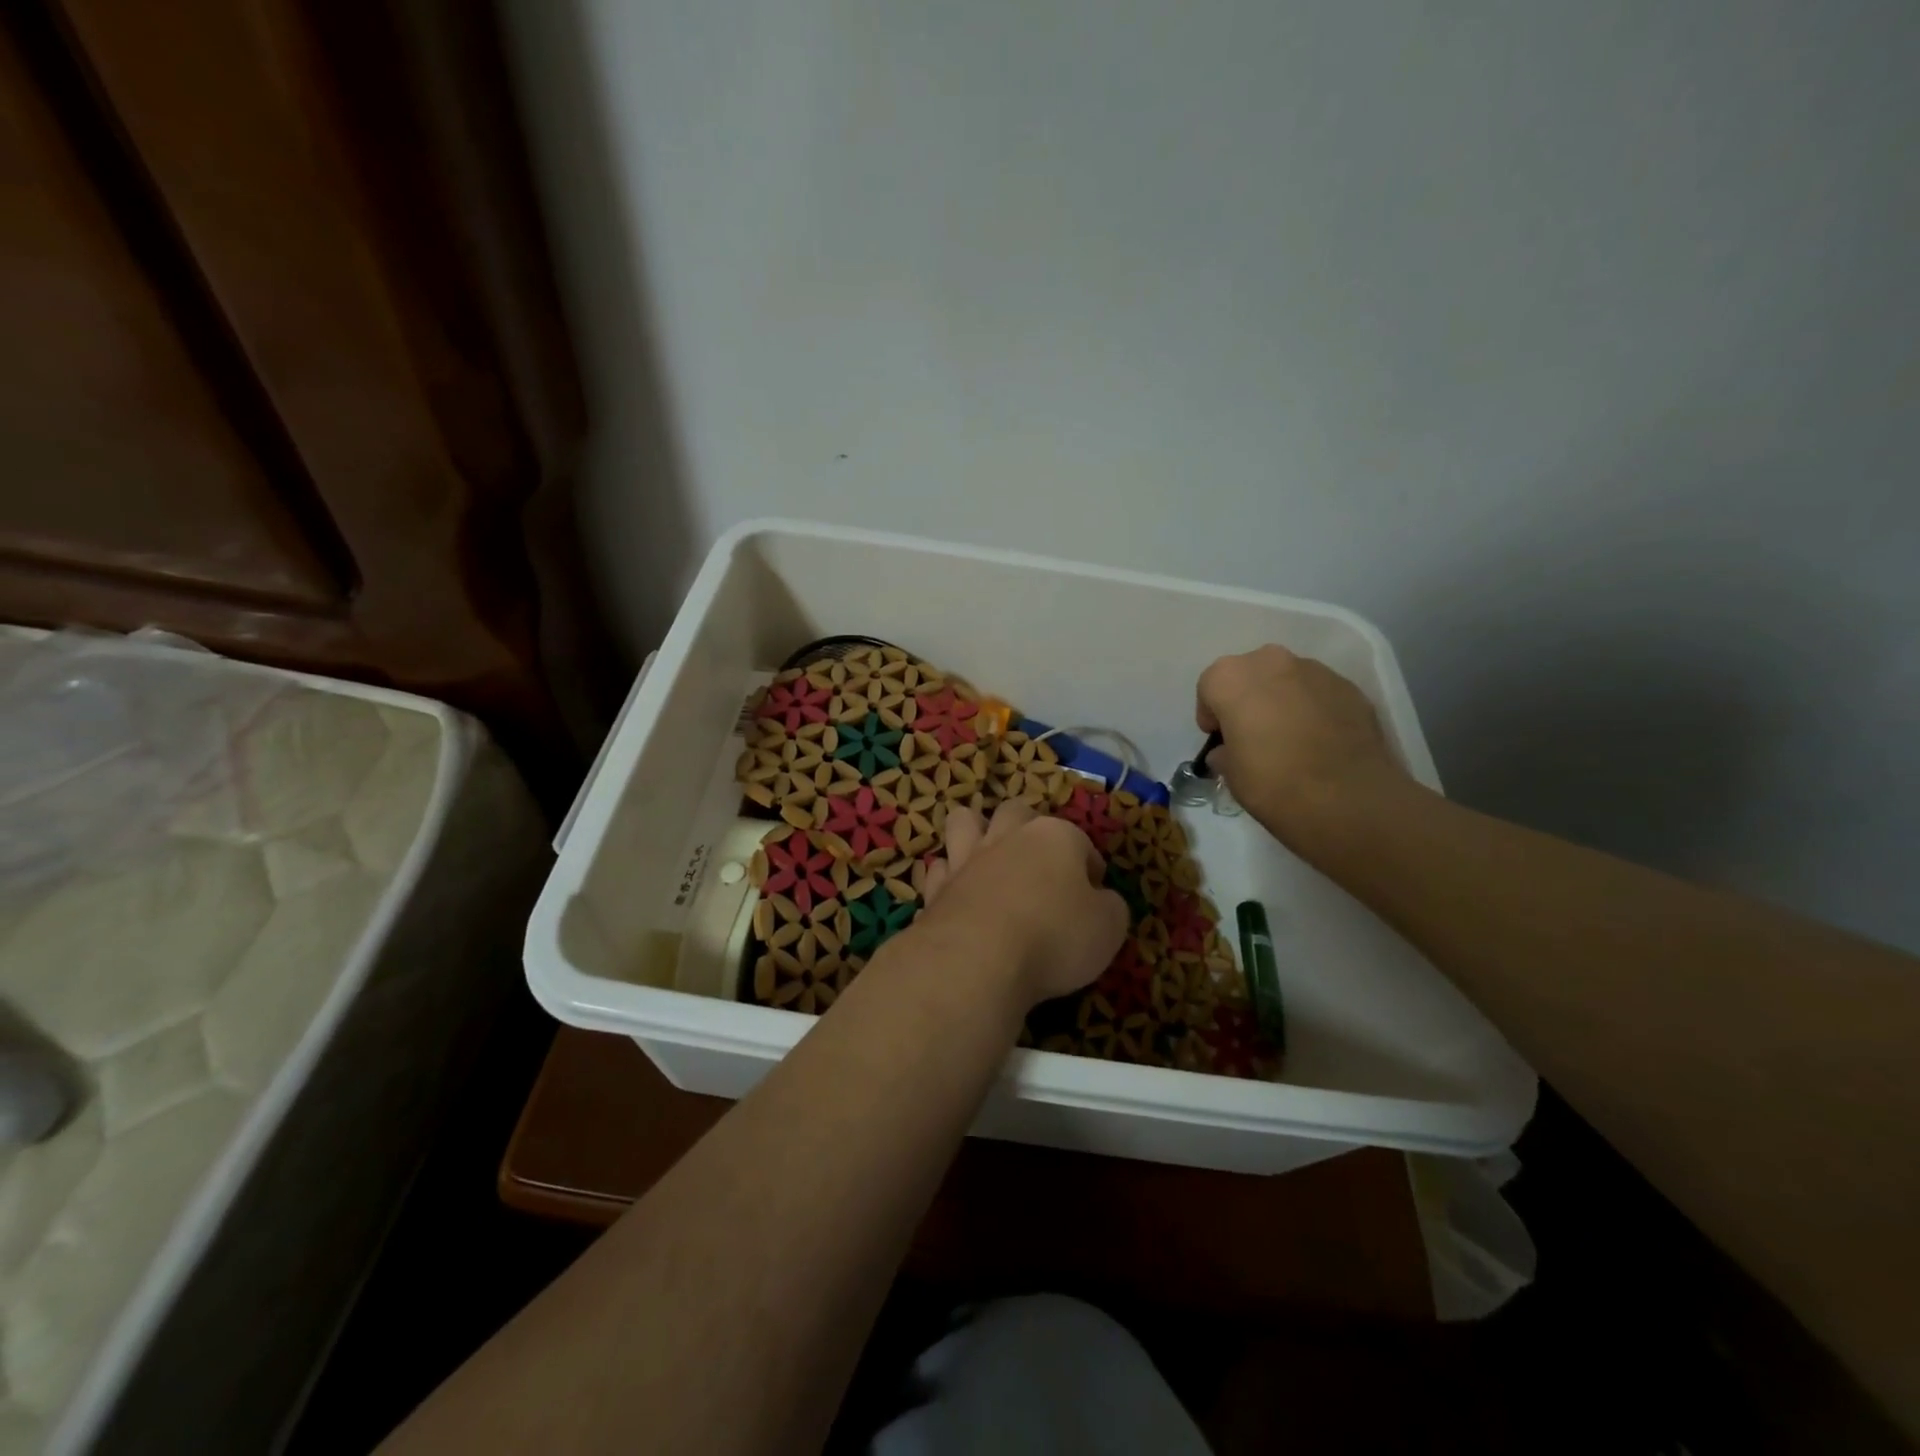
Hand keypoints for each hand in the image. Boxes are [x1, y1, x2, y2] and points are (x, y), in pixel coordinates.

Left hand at [914, 800, 1127, 1007]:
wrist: (978, 958)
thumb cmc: (1054, 937)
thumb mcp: (1108, 928)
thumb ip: (1110, 907)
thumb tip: (1102, 901)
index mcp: (1055, 837)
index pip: (1081, 842)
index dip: (1090, 868)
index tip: (1094, 896)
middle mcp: (1008, 836)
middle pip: (1017, 812)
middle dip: (1028, 829)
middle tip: (1039, 865)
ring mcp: (966, 858)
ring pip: (965, 821)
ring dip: (975, 832)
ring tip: (988, 857)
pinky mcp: (936, 887)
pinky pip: (939, 868)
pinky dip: (948, 876)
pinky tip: (958, 894)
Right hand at [1195, 645, 1408, 846]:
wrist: (1349, 799)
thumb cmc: (1273, 783)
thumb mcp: (1231, 775)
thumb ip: (1225, 752)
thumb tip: (1228, 751)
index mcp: (1232, 678)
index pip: (1209, 686)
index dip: (1212, 713)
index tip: (1220, 738)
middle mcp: (1272, 662)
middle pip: (1249, 673)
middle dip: (1247, 697)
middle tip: (1252, 733)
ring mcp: (1316, 671)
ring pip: (1286, 679)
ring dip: (1281, 699)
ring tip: (1290, 737)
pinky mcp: (1350, 687)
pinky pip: (1318, 692)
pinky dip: (1313, 708)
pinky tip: (1320, 741)